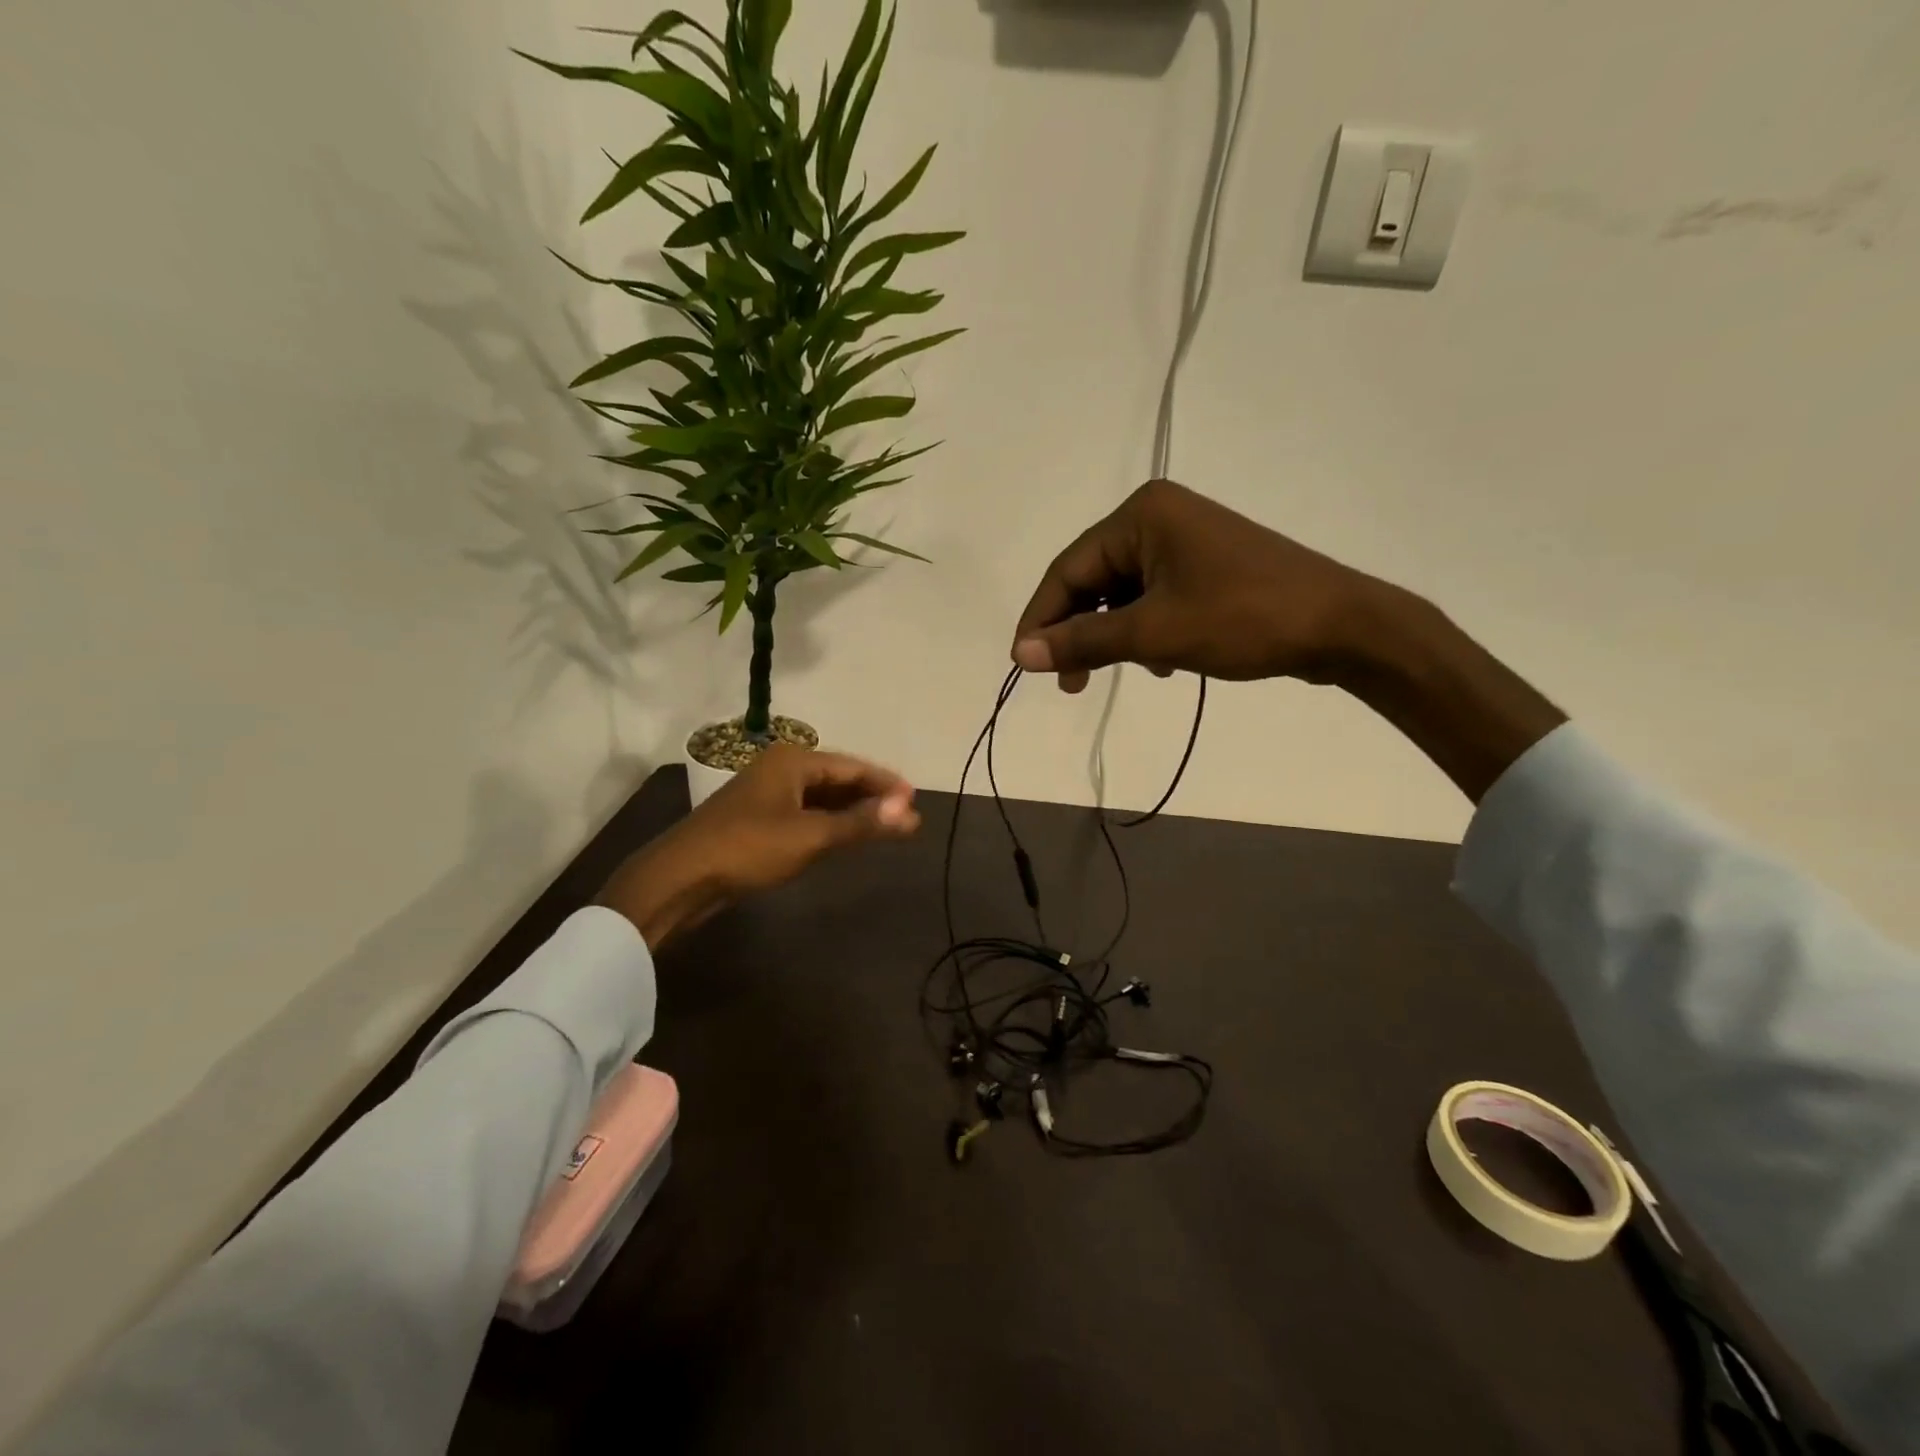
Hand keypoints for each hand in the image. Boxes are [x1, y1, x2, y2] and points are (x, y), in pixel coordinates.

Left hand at [599, 745, 920, 949]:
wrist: (680, 878)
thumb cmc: (749, 848)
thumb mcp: (812, 836)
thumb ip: (862, 823)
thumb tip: (911, 813)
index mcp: (793, 760)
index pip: (853, 766)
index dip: (886, 783)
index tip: (915, 799)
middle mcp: (780, 768)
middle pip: (837, 779)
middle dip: (870, 797)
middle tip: (904, 816)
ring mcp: (765, 794)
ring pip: (820, 798)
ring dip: (850, 812)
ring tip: (882, 827)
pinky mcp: (756, 820)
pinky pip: (804, 814)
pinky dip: (827, 823)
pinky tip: (842, 838)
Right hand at [1010, 479, 1565, 801]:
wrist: (1342, 626)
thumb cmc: (1243, 619)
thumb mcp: (1154, 634)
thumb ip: (1083, 641)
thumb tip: (1019, 653)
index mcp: (1141, 515)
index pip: (1068, 569)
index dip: (1041, 619)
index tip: (1024, 664)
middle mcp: (1158, 517)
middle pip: (1093, 580)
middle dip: (1081, 633)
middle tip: (1071, 684)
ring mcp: (1186, 541)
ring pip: (1123, 594)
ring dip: (1115, 637)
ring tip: (1128, 674)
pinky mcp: (1206, 566)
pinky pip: (1154, 598)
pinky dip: (1147, 632)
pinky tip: (1164, 663)